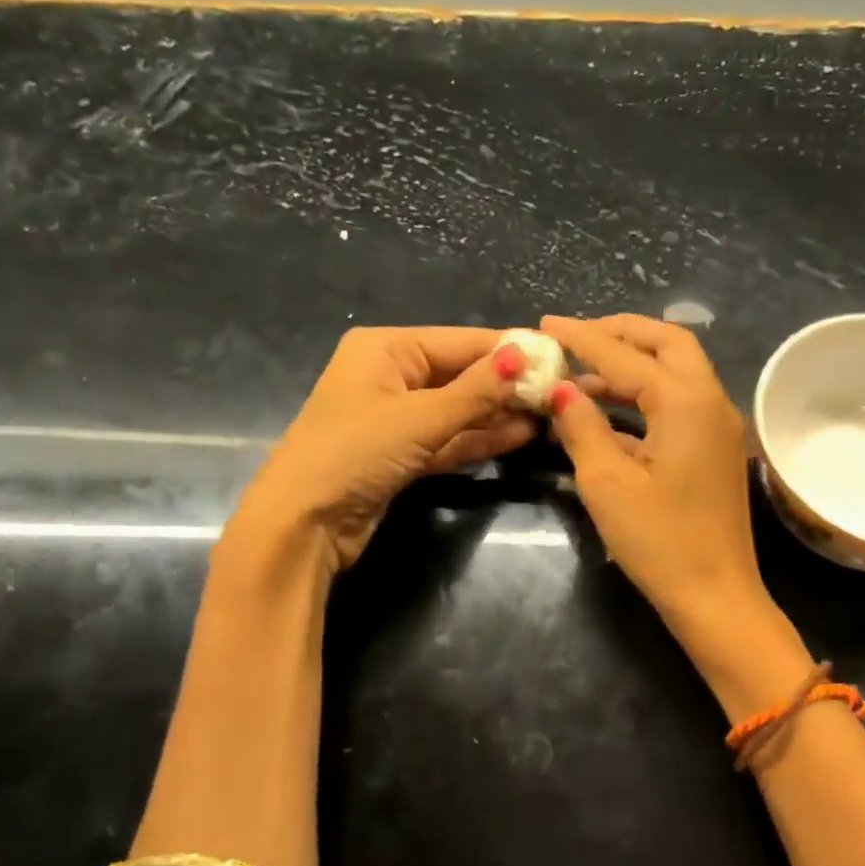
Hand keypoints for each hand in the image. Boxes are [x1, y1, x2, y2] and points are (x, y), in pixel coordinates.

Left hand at [233, 327, 531, 571]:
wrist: (304, 524)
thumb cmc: (355, 452)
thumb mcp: (420, 417)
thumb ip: (477, 390)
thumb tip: (525, 354)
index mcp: (387, 348)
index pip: (462, 341)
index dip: (509, 350)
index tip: (558, 357)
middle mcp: (392, 375)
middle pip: (462, 373)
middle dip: (508, 384)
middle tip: (561, 391)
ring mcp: (397, 417)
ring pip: (459, 409)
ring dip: (499, 413)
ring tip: (550, 415)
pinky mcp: (403, 454)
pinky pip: (450, 438)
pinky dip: (481, 438)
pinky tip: (521, 436)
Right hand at [541, 314, 778, 650]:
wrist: (716, 596)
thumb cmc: (659, 541)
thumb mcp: (606, 483)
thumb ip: (581, 427)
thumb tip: (561, 389)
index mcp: (685, 401)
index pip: (625, 354)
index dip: (582, 337)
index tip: (545, 324)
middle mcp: (711, 400)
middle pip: (668, 343)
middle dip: (620, 334)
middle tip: (576, 338)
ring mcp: (719, 425)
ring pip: (677, 371)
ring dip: (632, 365)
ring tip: (581, 376)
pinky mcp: (716, 448)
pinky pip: (679, 403)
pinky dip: (645, 397)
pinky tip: (607, 413)